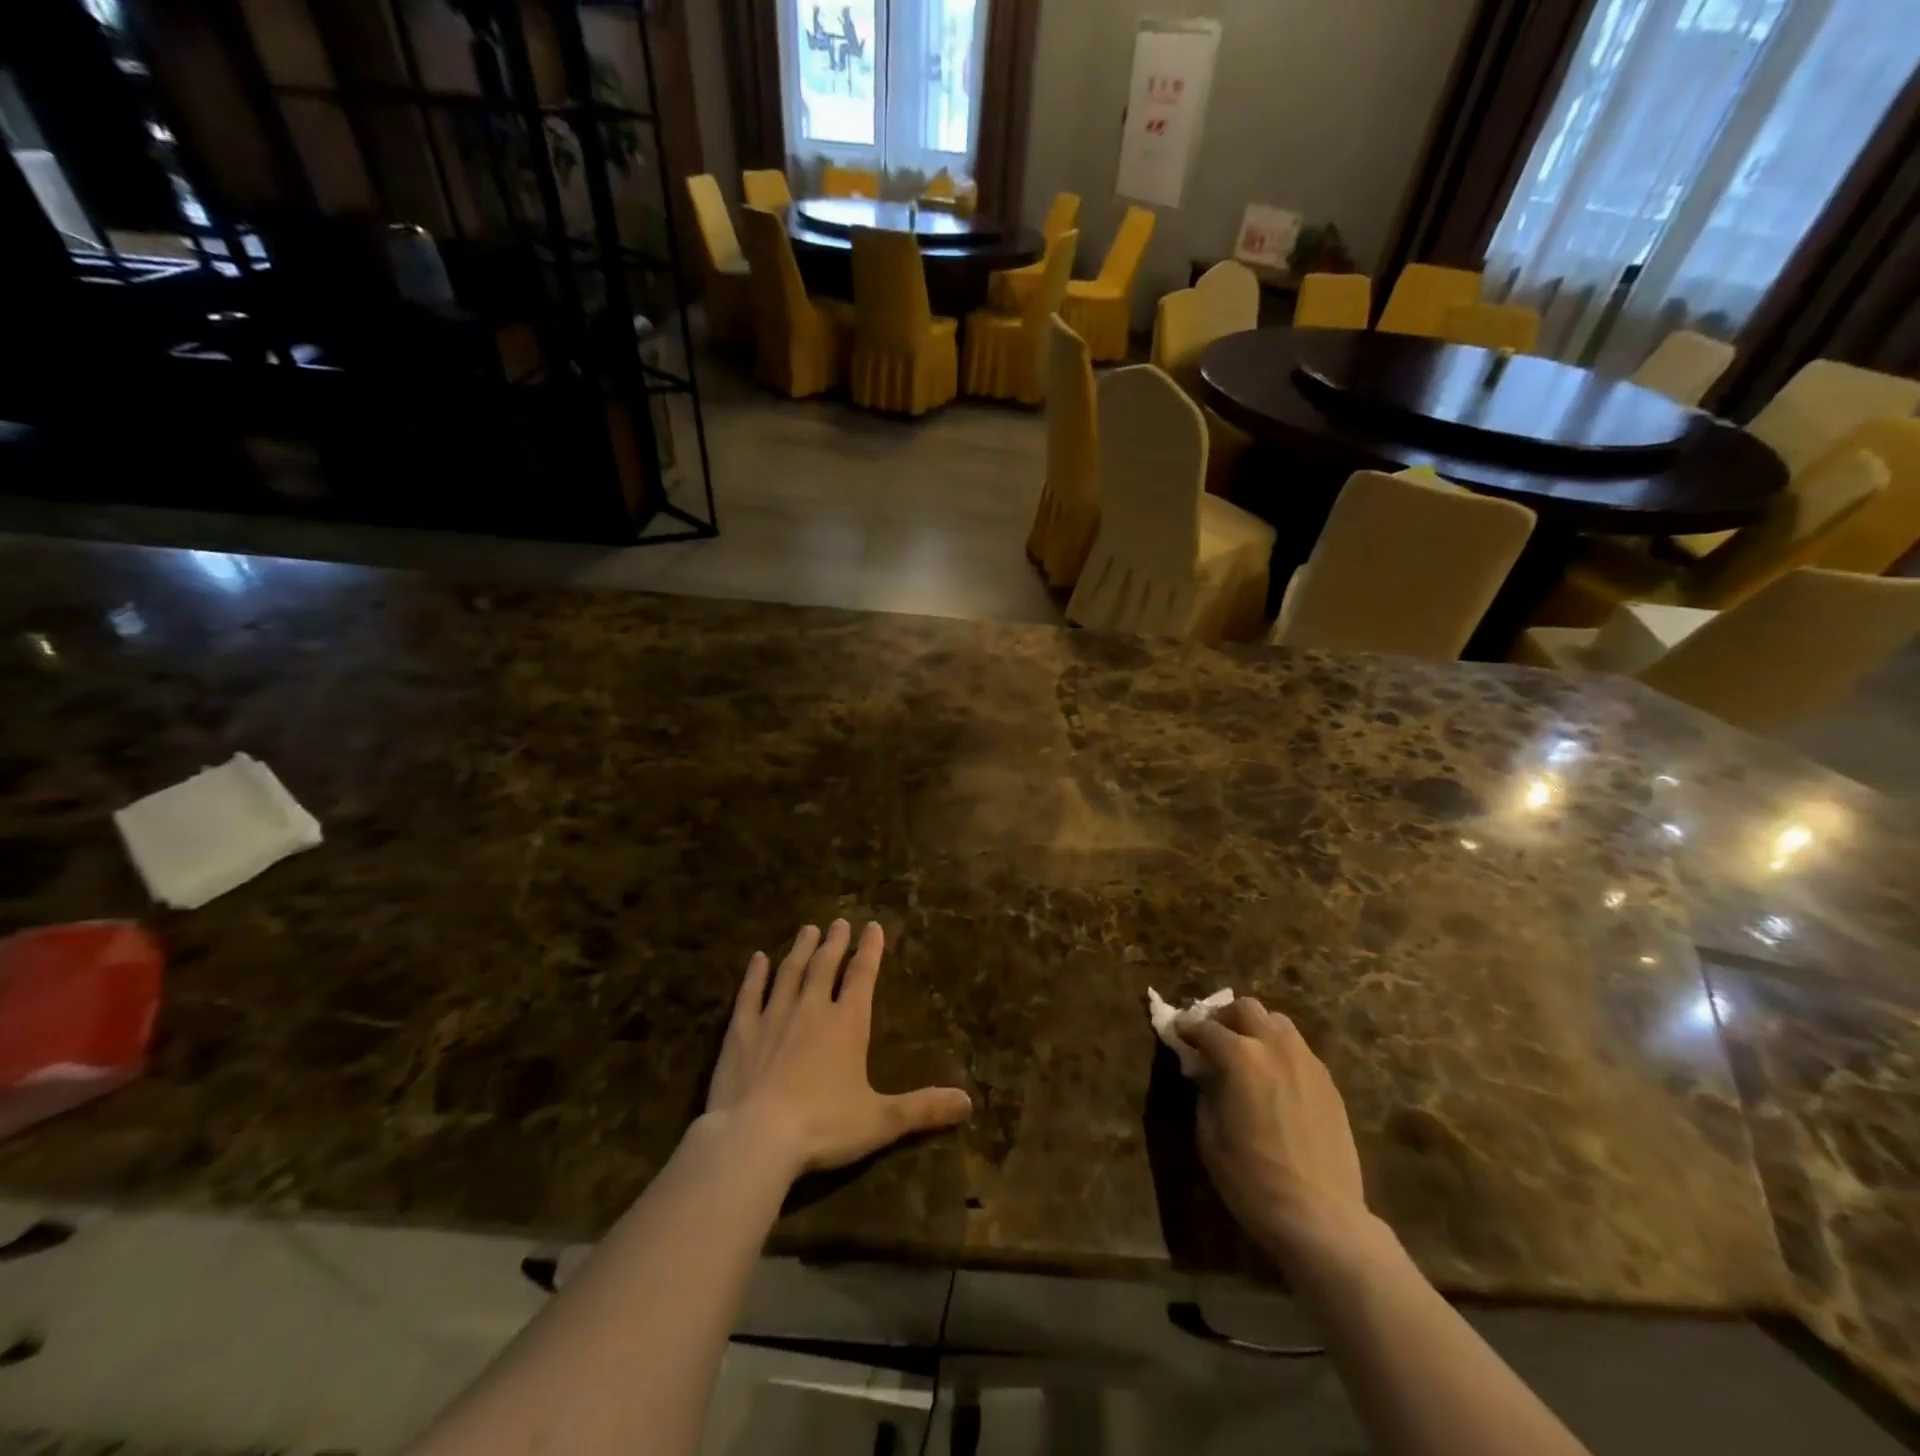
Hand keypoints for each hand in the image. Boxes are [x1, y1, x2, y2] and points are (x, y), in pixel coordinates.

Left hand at [705, 920, 972, 1177]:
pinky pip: (749, 994)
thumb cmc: (823, 1126)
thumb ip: (923, 1109)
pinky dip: (754, 974)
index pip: (862, 975)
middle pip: (826, 965)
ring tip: (807, 930)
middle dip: (835, 942)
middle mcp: (811, 1009)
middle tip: (839, 922)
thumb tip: (969, 1102)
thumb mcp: (880, 1121)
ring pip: (790, 972)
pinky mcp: (740, 1031)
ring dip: (800, 949)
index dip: (870, 950)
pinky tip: (757, 959)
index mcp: (847, 1023)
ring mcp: (773, 1016)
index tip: (873, 926)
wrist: (754, 1138)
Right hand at [1187, 997, 1374, 1266]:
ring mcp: (1307, 1063)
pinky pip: (1299, 1050)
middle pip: (1246, 1008)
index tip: (1178, 1035)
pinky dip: (1280, 1051)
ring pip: (1278, 1022)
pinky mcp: (1329, 1083)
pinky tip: (1274, 1080)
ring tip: (1246, 1055)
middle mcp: (1275, 1047)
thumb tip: (1206, 1073)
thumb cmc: (1253, 1180)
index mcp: (1240, 1057)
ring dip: (1256, 1029)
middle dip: (1225, 1018)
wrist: (1321, 1218)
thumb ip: (1205, 1092)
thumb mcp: (1210, 1136)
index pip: (1206, 1028)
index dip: (1187, 1029)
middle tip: (1213, 1040)